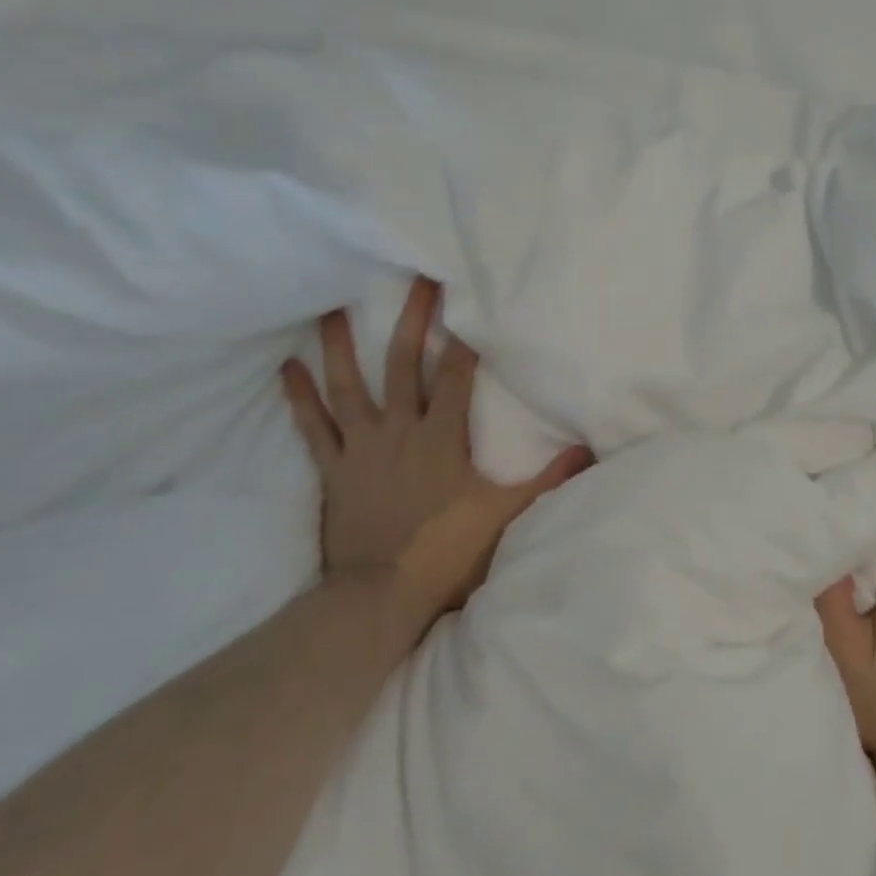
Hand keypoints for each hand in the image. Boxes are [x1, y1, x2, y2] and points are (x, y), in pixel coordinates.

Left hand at [281, 277, 591, 636]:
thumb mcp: (505, 515)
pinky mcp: (333, 470)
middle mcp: (399, 429)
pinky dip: (299, 398)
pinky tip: (286, 368)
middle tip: (414, 279)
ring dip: (340, 347)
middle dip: (411, 319)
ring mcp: (361, 447)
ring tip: (331, 308)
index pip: (455, 374)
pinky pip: (313, 428)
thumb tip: (589, 451)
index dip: (461, 337)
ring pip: (349, 386)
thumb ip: (547, 480)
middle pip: (403, 363)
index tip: (463, 300)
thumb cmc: (446, 552)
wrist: (381, 596)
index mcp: (442, 435)